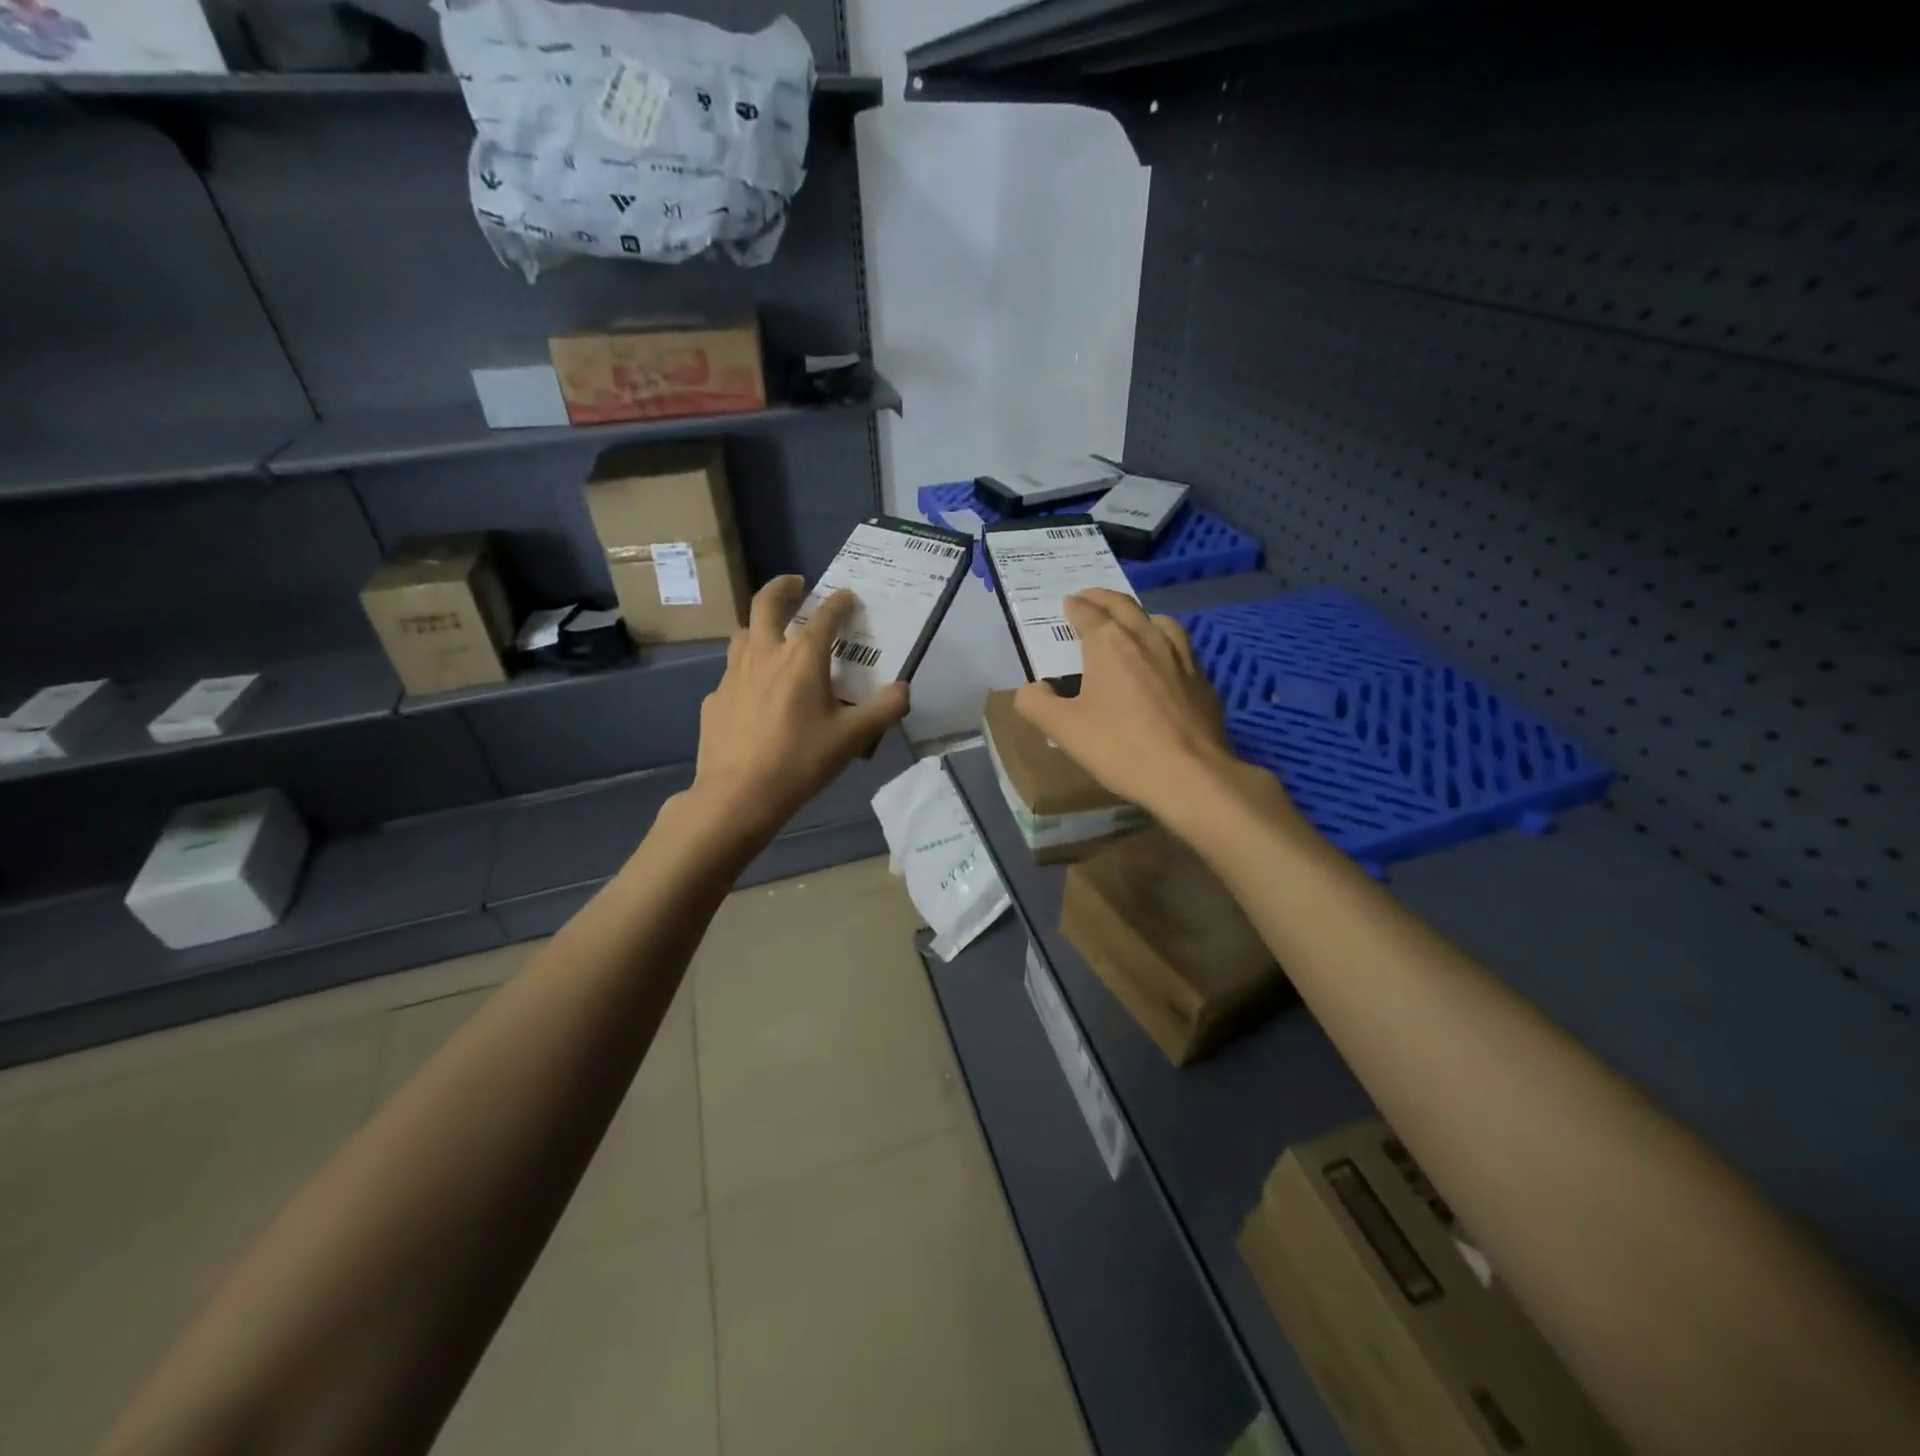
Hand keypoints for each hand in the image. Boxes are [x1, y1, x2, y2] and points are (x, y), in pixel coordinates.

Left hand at [687, 575, 908, 843]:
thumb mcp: (853, 738)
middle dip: (783, 587)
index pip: (825, 615)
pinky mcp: (714, 699)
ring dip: (760, 626)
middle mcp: (764, 654)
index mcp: (802, 657)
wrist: (738, 795)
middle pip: (767, 604)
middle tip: (796, 585)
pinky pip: (732, 675)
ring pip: (743, 634)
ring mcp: (733, 675)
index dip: (840, 602)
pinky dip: (747, 673)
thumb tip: (904, 690)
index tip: (848, 596)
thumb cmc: (800, 761)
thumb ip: (884, 709)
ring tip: (773, 637)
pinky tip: (755, 697)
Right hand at [1013, 588, 1271, 826]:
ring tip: (1128, 623)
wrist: (1189, 775)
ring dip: (1137, 614)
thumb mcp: (1063, 730)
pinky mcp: (1201, 678)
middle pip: (1123, 605)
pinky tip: (1162, 660)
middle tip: (1089, 598)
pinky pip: (1179, 646)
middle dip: (1102, 598)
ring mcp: (1180, 656)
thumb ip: (1037, 704)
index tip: (1067, 604)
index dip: (1075, 606)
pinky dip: (1163, 640)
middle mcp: (1146, 638)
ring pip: (1157, 620)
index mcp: (1109, 643)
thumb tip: (1031, 689)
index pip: (1087, 613)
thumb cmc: (1120, 747)